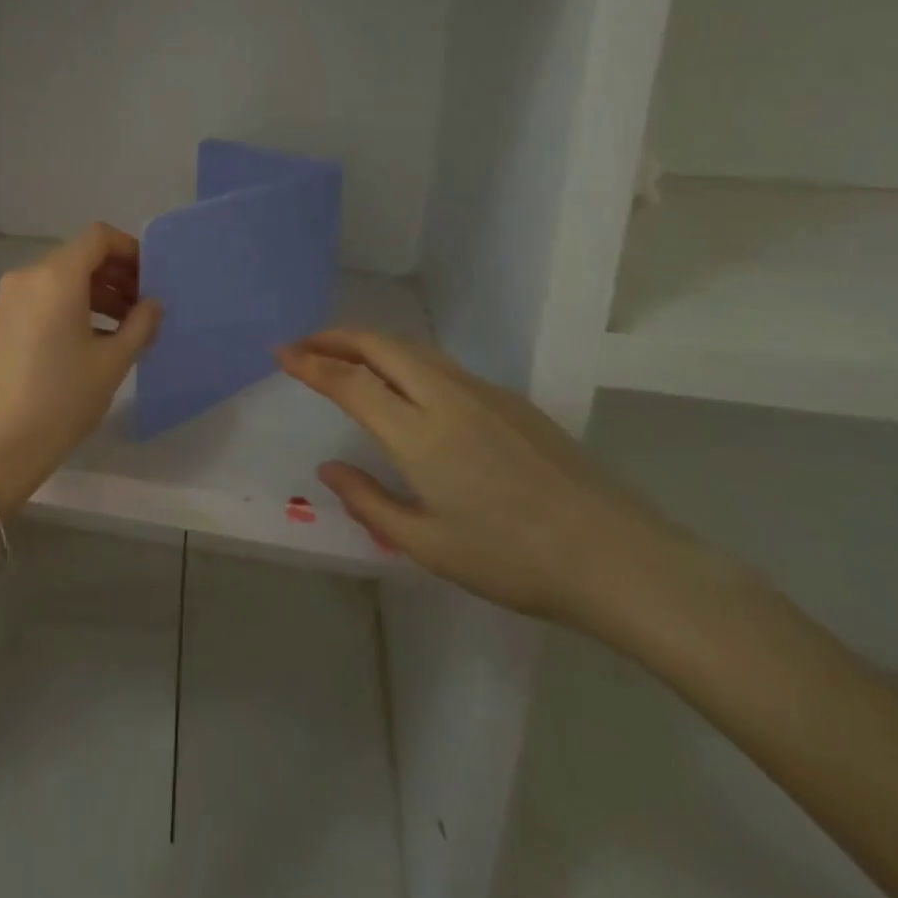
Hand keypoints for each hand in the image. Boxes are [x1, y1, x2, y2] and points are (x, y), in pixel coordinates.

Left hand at [0, 223, 162, 516]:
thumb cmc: (62, 399)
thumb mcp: (112, 362)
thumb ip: (140, 324)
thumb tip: (153, 304)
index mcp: (56, 277)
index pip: (98, 238)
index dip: (129, 250)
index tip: (151, 278)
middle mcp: (27, 277)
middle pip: (78, 256)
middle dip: (114, 274)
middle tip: (143, 305)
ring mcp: (8, 299)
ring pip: (59, 278)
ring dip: (94, 292)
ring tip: (124, 326)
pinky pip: (41, 298)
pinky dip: (69, 305)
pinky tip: (91, 338)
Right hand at [277, 330, 685, 624]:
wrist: (616, 556)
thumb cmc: (513, 559)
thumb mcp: (428, 545)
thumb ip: (369, 501)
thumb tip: (328, 470)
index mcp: (419, 433)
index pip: (350, 382)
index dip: (310, 363)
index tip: (281, 353)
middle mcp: (446, 397)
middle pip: (380, 346)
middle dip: (335, 337)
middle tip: (304, 345)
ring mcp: (483, 393)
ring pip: (413, 349)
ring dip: (371, 344)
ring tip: (344, 356)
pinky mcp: (510, 400)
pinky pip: (442, 364)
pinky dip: (405, 359)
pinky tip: (404, 383)